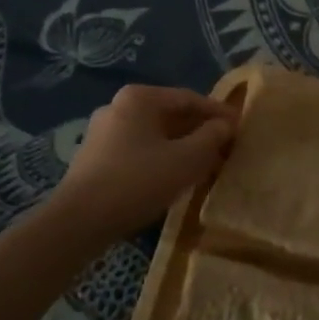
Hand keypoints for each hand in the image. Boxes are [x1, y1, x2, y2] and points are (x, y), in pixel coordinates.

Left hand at [54, 85, 235, 236]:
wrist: (79, 221)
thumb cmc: (138, 181)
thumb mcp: (186, 159)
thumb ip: (211, 137)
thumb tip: (226, 125)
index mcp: (139, 98)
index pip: (189, 98)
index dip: (218, 113)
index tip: (240, 128)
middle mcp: (117, 106)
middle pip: (170, 115)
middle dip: (199, 131)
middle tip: (225, 148)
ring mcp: (102, 132)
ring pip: (154, 134)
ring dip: (181, 147)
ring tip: (205, 165)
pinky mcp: (94, 158)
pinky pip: (138, 150)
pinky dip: (160, 158)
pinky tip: (174, 178)